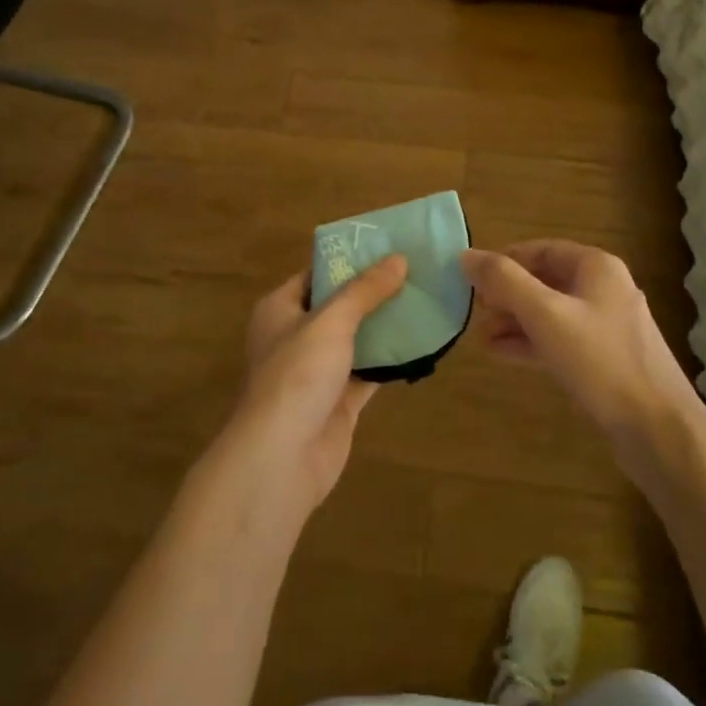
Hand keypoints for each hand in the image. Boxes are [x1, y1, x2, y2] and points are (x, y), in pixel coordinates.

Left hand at [227, 255, 407, 511]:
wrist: (282, 459)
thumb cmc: (297, 375)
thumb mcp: (331, 321)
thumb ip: (365, 290)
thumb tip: (399, 258)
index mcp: (280, 309)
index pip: (317, 274)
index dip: (349, 260)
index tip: (388, 247)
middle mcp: (296, 336)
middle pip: (340, 306)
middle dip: (374, 292)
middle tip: (416, 271)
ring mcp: (317, 371)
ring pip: (357, 339)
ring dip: (385, 325)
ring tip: (425, 299)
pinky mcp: (338, 402)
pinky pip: (369, 371)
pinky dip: (391, 360)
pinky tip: (422, 343)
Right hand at [462, 241, 696, 442]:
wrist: (658, 430)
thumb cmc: (600, 361)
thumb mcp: (545, 314)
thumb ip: (504, 282)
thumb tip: (466, 255)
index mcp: (596, 267)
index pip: (540, 250)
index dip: (504, 262)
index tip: (472, 281)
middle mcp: (604, 289)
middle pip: (545, 281)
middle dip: (507, 295)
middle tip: (476, 314)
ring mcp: (607, 327)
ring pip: (551, 313)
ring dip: (515, 322)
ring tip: (481, 338)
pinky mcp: (605, 360)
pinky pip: (561, 341)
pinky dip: (532, 343)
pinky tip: (503, 354)